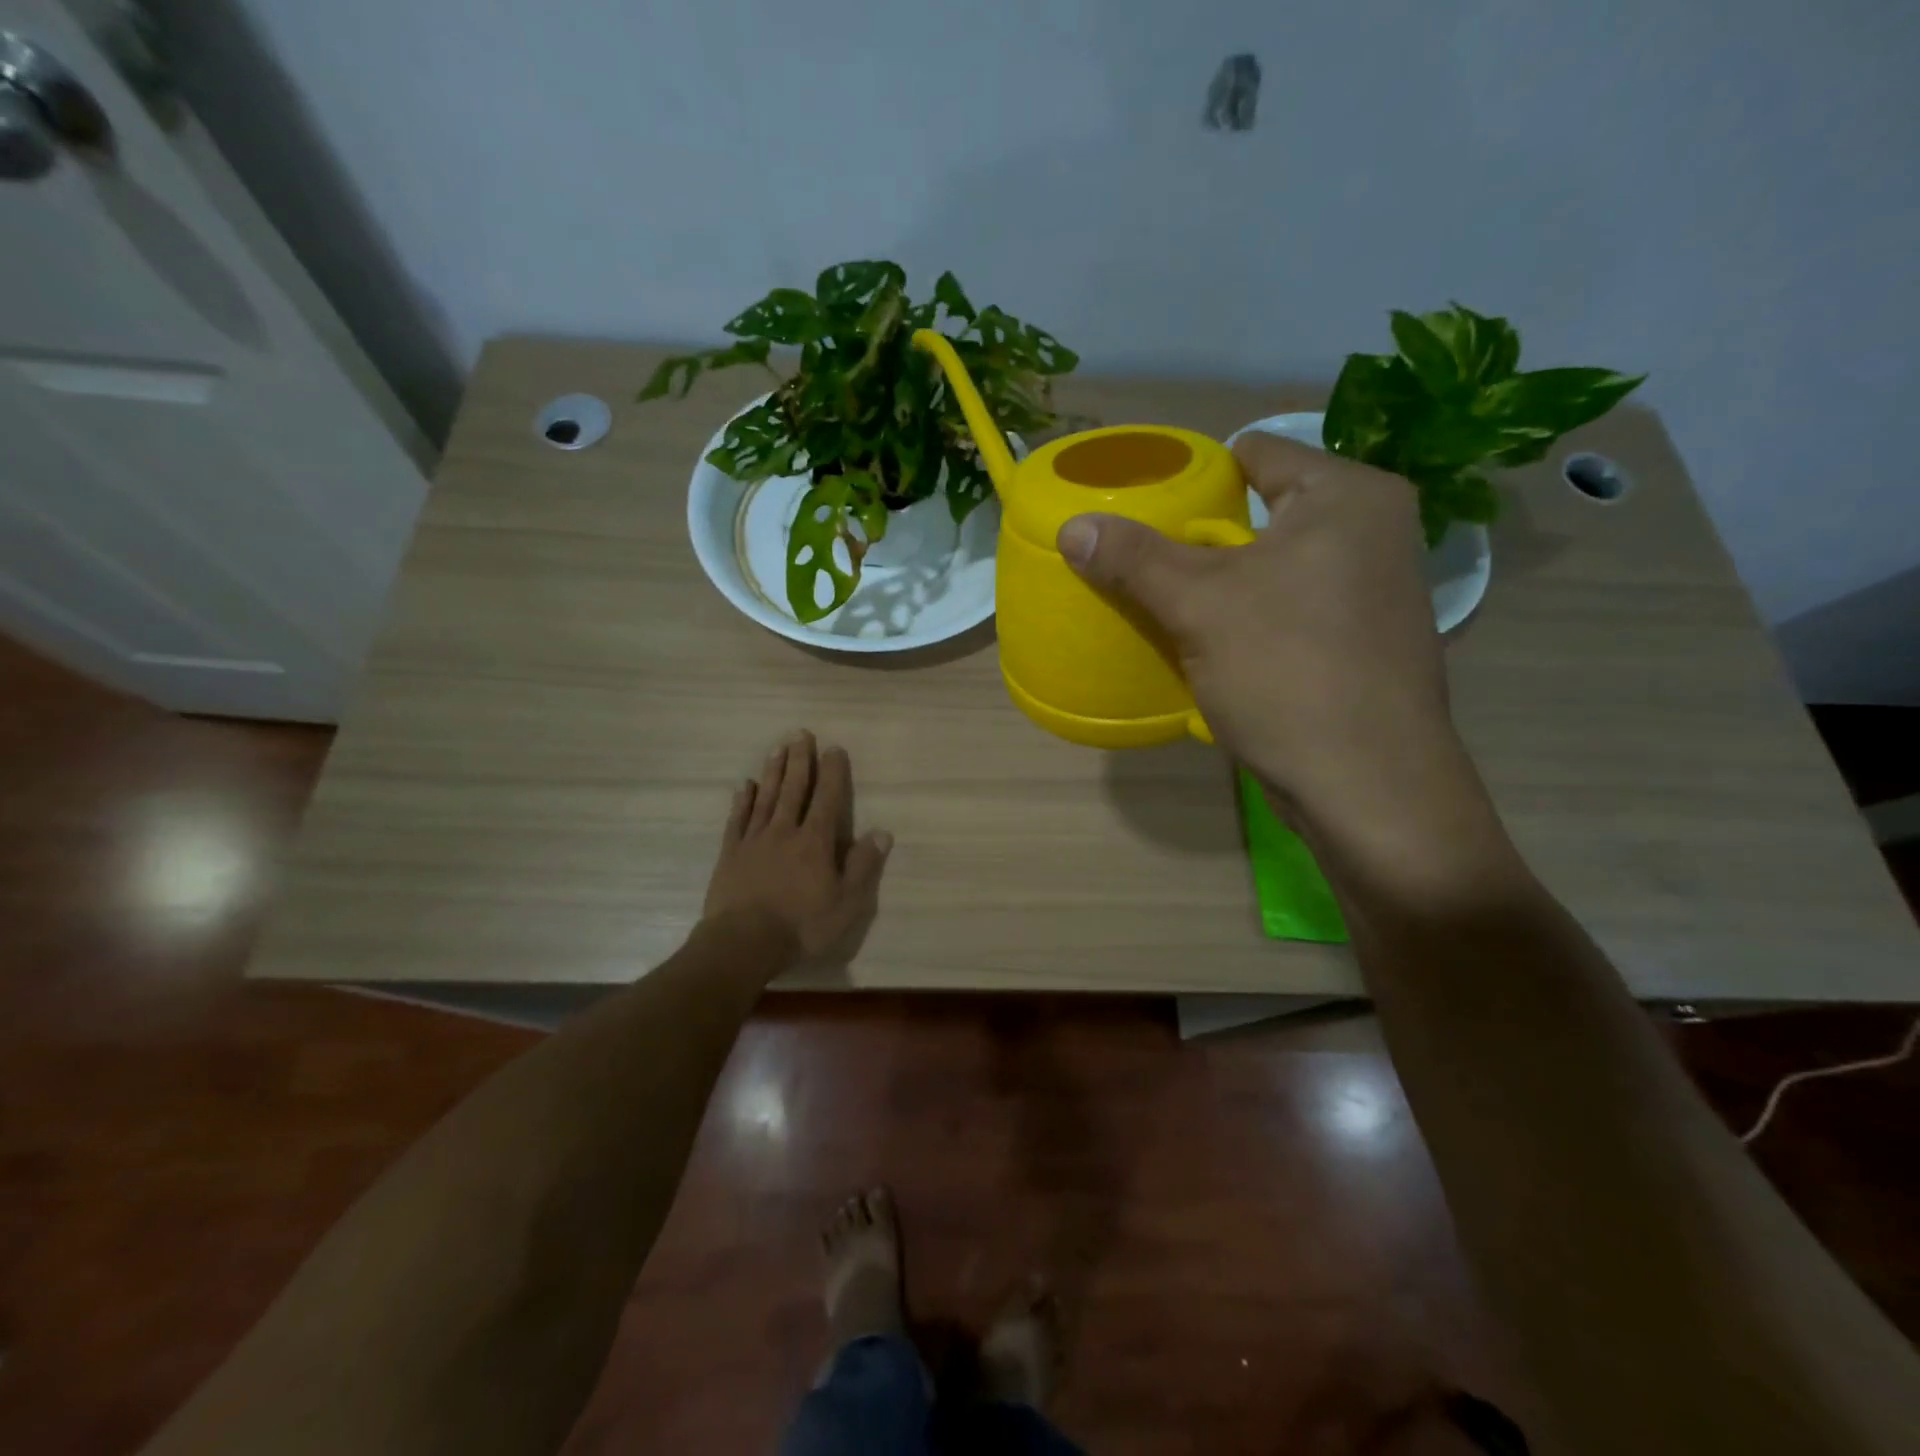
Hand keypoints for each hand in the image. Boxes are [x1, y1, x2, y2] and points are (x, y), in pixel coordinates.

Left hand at [703, 731, 891, 964]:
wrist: (743, 943)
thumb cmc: (801, 925)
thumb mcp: (846, 903)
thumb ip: (863, 866)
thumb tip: (882, 833)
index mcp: (815, 842)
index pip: (827, 798)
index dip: (832, 772)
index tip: (834, 748)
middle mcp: (784, 831)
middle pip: (794, 789)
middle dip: (800, 760)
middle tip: (800, 733)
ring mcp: (754, 840)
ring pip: (766, 797)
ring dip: (773, 771)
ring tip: (777, 748)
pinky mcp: (730, 854)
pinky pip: (737, 820)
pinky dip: (743, 801)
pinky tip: (745, 786)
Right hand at [1056, 432, 1461, 830]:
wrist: (1367, 784)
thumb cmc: (1287, 671)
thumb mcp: (1199, 606)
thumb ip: (1134, 558)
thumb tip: (1072, 526)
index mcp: (1347, 495)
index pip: (1254, 454)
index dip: (1194, 477)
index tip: (1146, 512)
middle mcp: (1373, 530)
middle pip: (1262, 512)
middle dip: (1203, 538)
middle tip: (1147, 563)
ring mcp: (1375, 590)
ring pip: (1276, 566)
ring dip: (1224, 584)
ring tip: (1171, 604)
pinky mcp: (1365, 641)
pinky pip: (1292, 608)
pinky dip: (1252, 618)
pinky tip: (1216, 646)